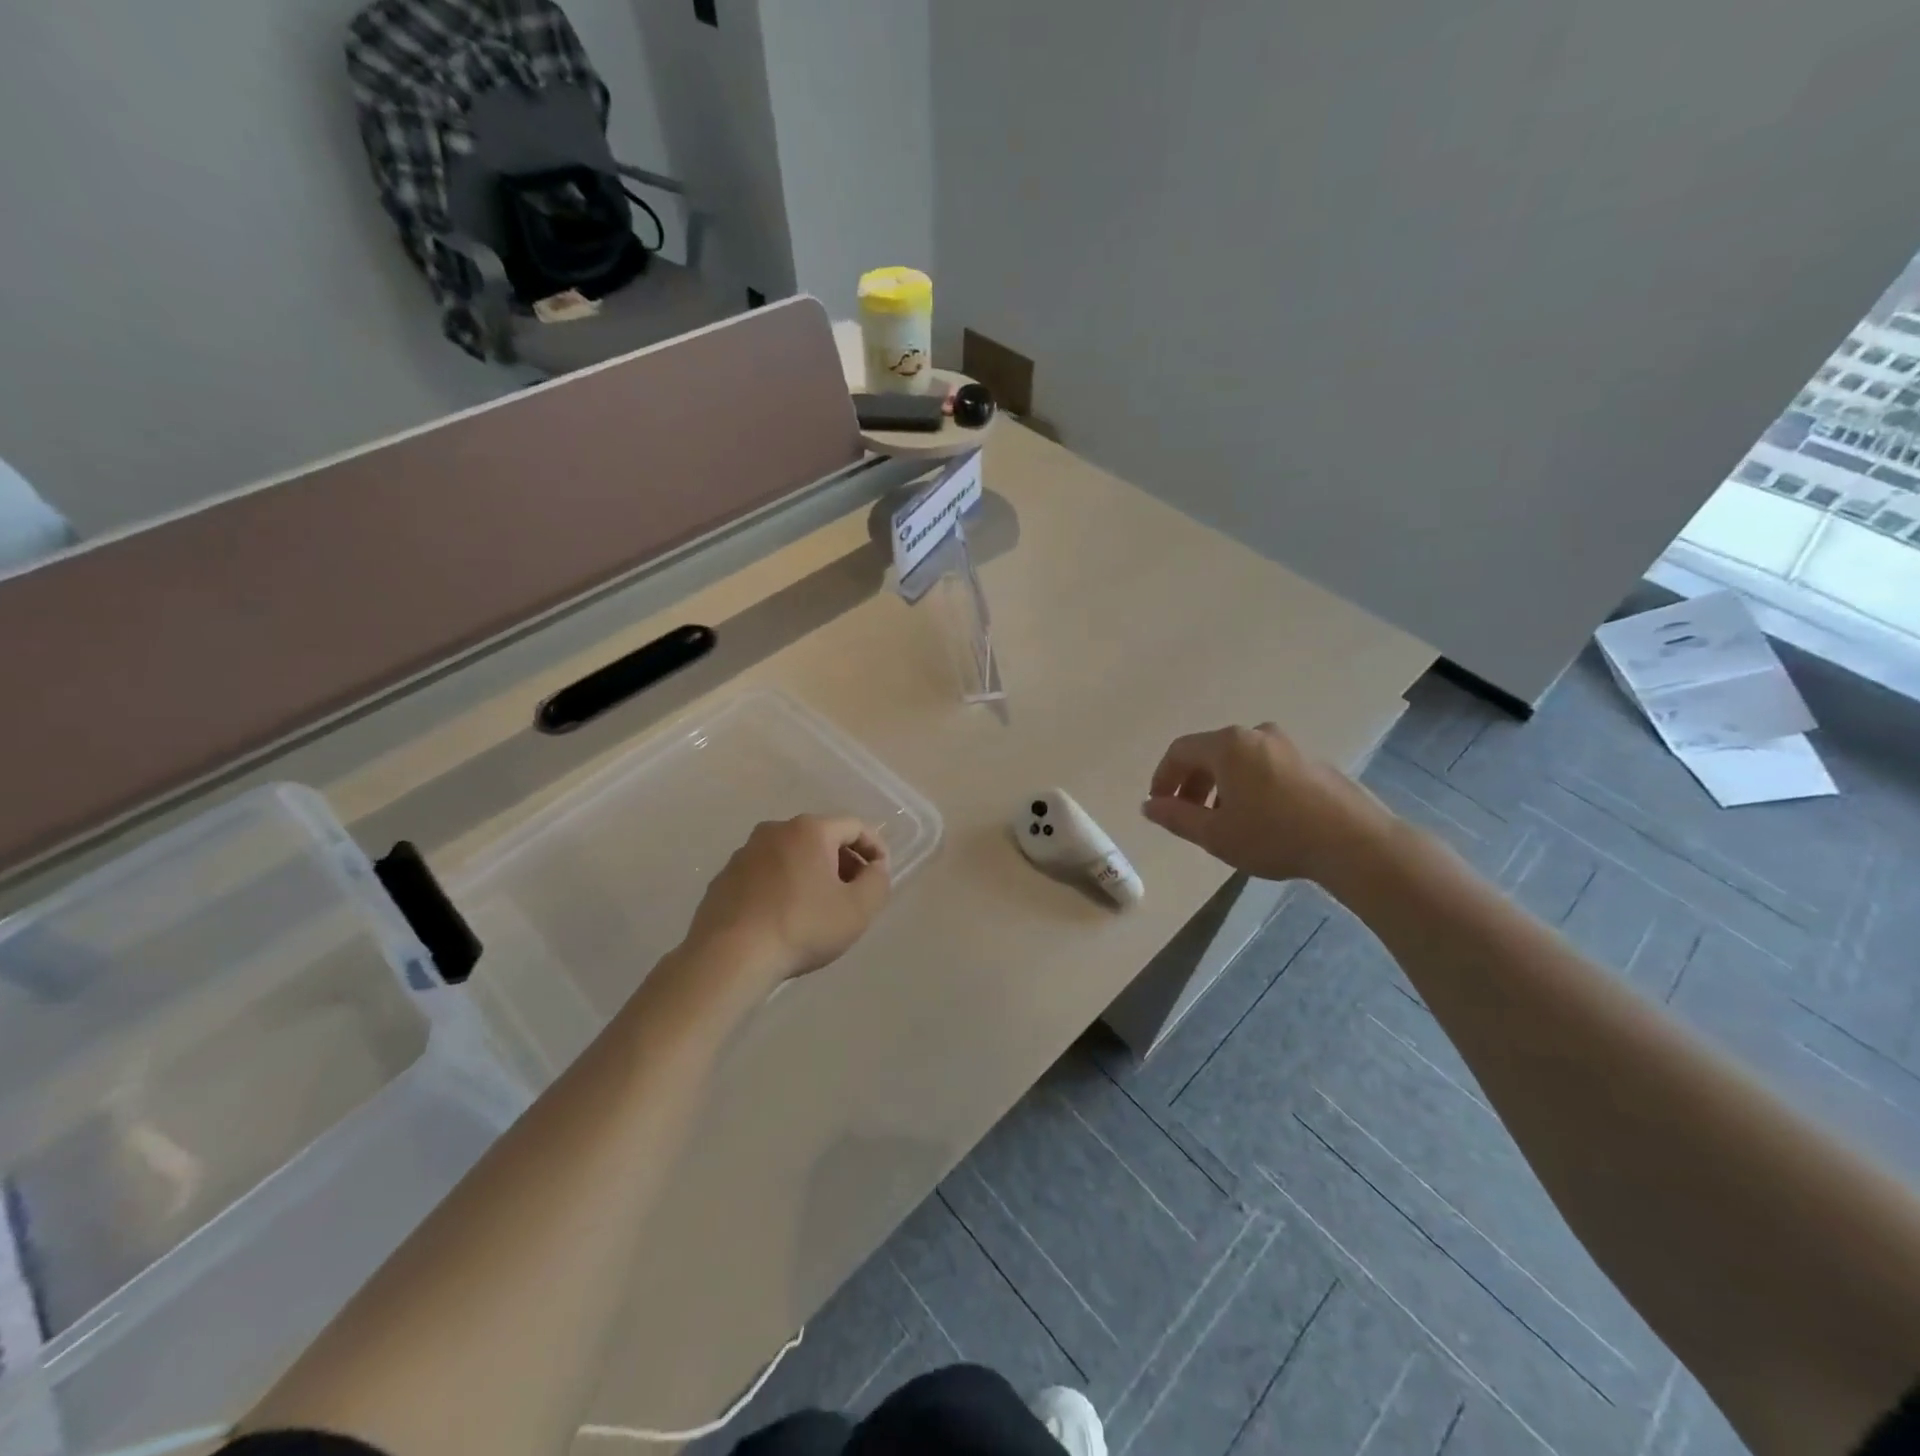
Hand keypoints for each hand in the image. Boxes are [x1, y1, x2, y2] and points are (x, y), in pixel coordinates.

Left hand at [684, 815, 892, 989]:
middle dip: (844, 861)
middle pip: (822, 837)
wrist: (729, 957)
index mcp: (810, 830)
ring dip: (812, 873)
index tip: (881, 875)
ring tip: (820, 909)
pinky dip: (783, 886)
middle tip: (854, 894)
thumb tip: (875, 867)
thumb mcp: (857, 910)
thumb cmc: (802, 927)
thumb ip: (877, 881)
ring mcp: (745, 852)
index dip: (875, 848)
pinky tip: (785, 917)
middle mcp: (775, 830)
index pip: (855, 826)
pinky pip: (766, 873)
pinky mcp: (724, 877)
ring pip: (792, 854)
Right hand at [1142, 724, 1395, 884]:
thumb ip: (1176, 817)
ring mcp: (1288, 745)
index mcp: (1227, 745)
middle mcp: (1256, 734)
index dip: (1163, 777)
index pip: (1179, 751)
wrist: (1354, 843)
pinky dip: (1249, 785)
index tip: (1158, 805)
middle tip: (1186, 815)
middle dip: (1191, 783)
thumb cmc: (1274, 835)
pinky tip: (1258, 818)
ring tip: (1222, 820)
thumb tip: (1149, 806)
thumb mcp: (1215, 834)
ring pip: (1239, 760)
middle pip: (1209, 752)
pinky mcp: (1312, 761)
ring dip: (1220, 785)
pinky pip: (1265, 766)